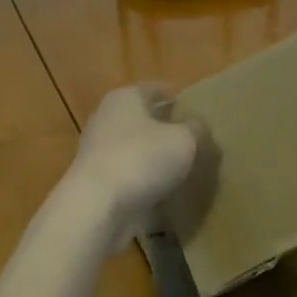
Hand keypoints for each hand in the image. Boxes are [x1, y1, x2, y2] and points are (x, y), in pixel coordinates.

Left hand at [65, 84, 202, 241]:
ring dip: (156, 159)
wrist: (97, 207)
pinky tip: (166, 194)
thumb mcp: (184, 140)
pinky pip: (130, 176)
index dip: (178, 98)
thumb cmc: (141, 159)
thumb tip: (198, 126)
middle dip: (168, 130)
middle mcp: (107, 118)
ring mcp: (99, 151)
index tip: (199, 112)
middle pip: (144, 119)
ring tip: (186, 171)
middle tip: (197, 143)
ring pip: (137, 149)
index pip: (156, 89)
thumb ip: (196, 129)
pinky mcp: (98, 182)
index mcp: (125, 97)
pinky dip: (146, 183)